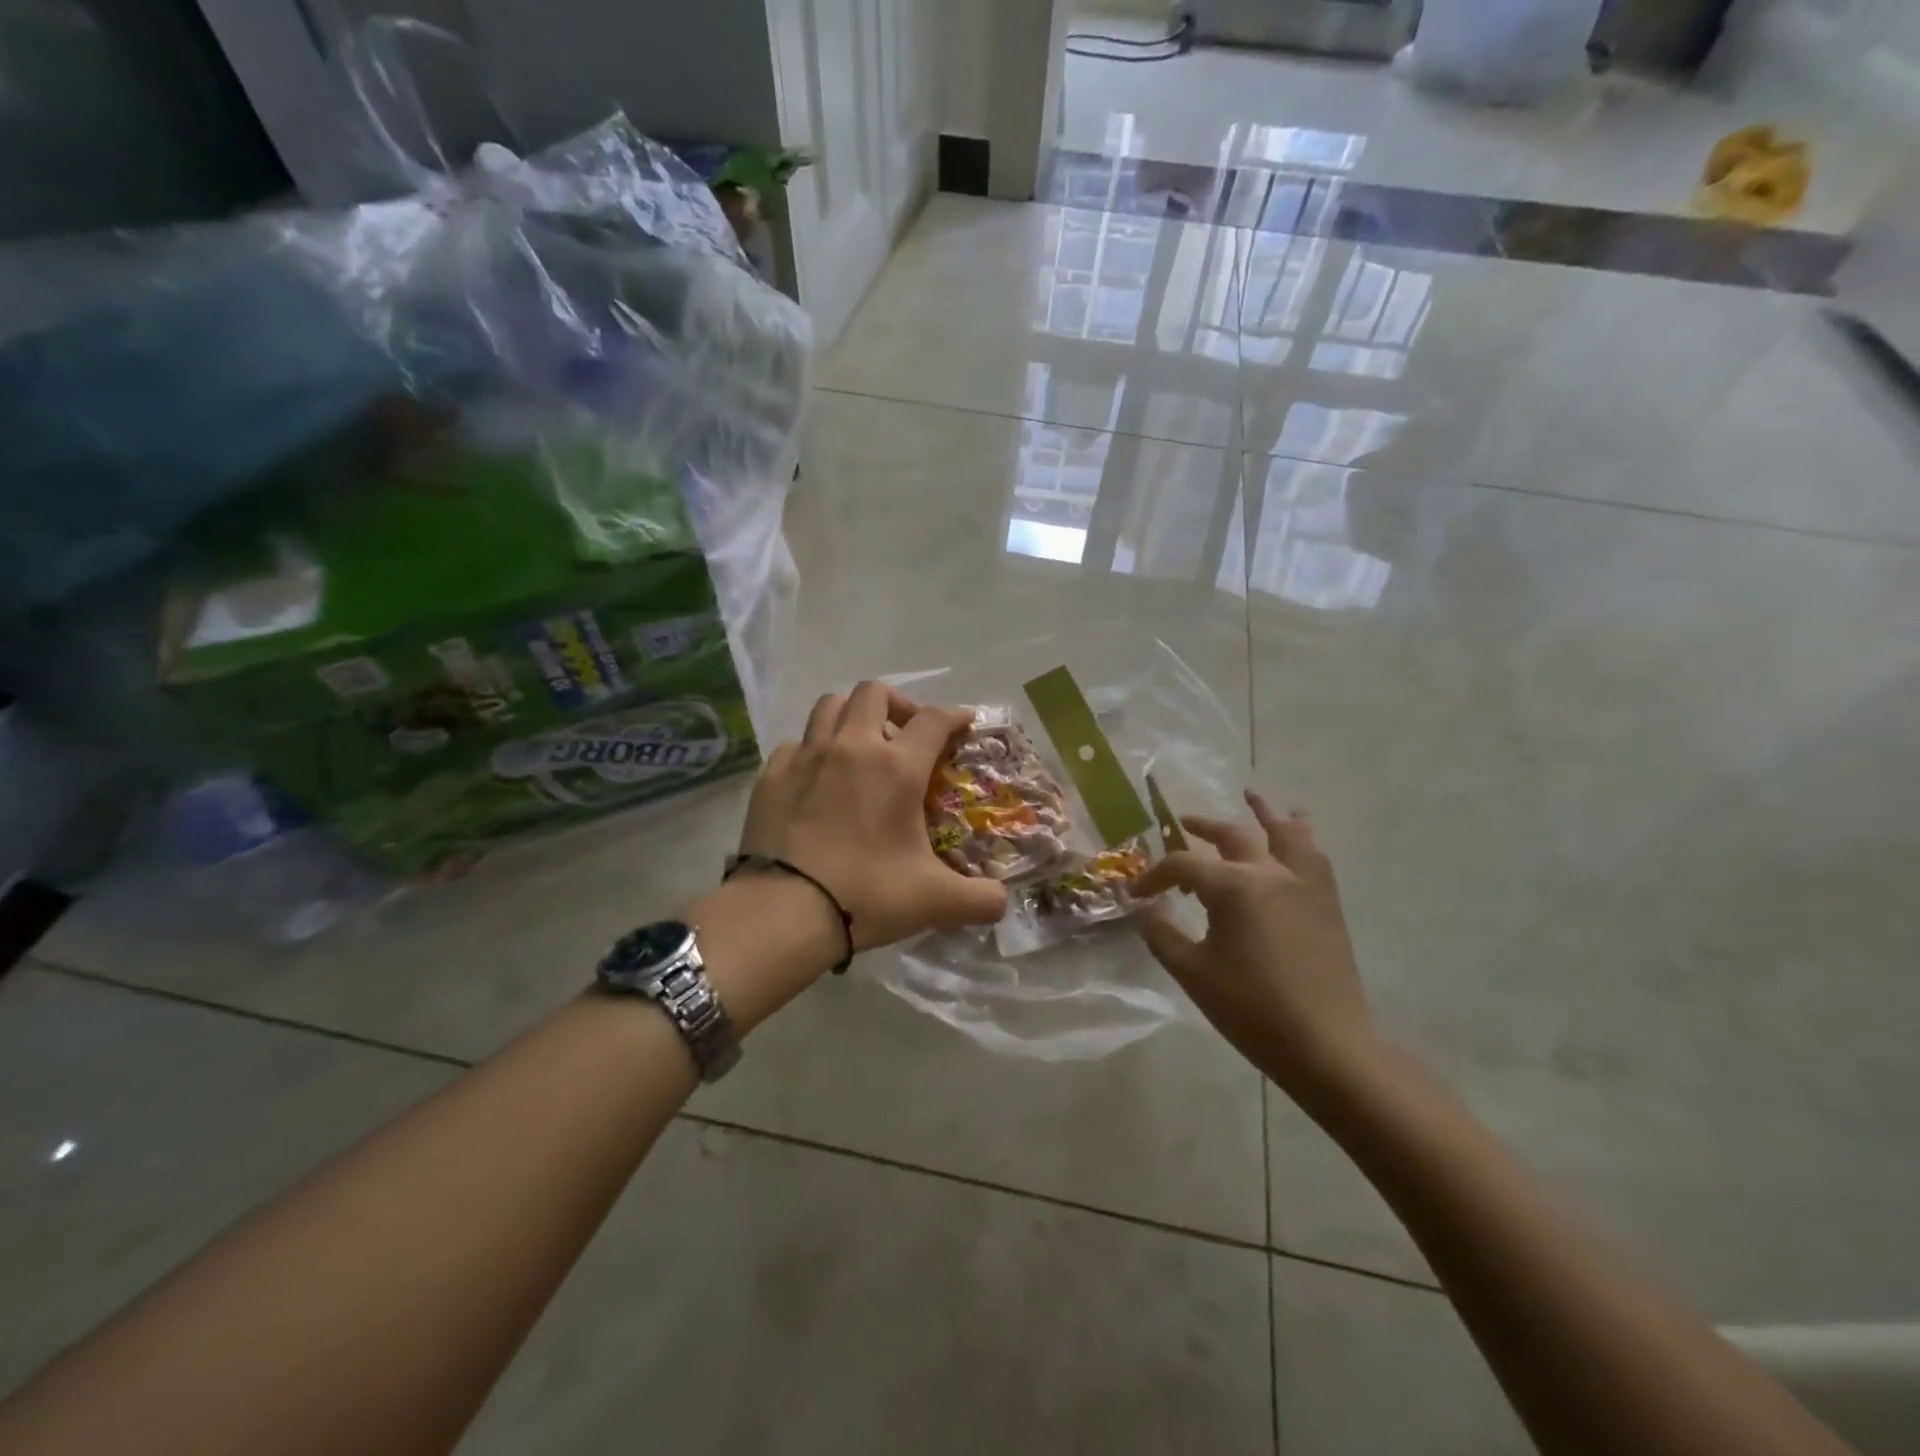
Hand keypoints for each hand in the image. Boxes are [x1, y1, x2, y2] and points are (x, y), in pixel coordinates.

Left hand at [737, 683, 1008, 951]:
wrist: (783, 913)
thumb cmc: (865, 896)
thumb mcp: (935, 902)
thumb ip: (979, 900)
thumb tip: (1002, 903)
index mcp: (896, 768)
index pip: (934, 719)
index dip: (955, 715)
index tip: (964, 724)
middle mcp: (851, 747)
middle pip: (874, 693)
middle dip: (897, 704)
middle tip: (906, 735)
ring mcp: (806, 757)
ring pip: (829, 705)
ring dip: (851, 715)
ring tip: (860, 746)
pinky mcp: (771, 775)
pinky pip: (796, 743)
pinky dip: (812, 750)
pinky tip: (816, 779)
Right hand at [1131, 790, 1376, 1100]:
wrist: (1326, 1043)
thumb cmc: (1252, 1007)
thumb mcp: (1192, 972)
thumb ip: (1161, 934)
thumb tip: (1143, 909)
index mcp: (1234, 886)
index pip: (1182, 865)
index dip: (1154, 877)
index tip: (1137, 895)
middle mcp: (1270, 872)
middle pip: (1232, 835)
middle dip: (1202, 828)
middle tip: (1183, 825)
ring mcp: (1304, 884)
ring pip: (1285, 832)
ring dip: (1264, 813)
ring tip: (1252, 796)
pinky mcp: (1327, 902)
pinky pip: (1314, 855)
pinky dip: (1300, 837)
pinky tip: (1297, 835)